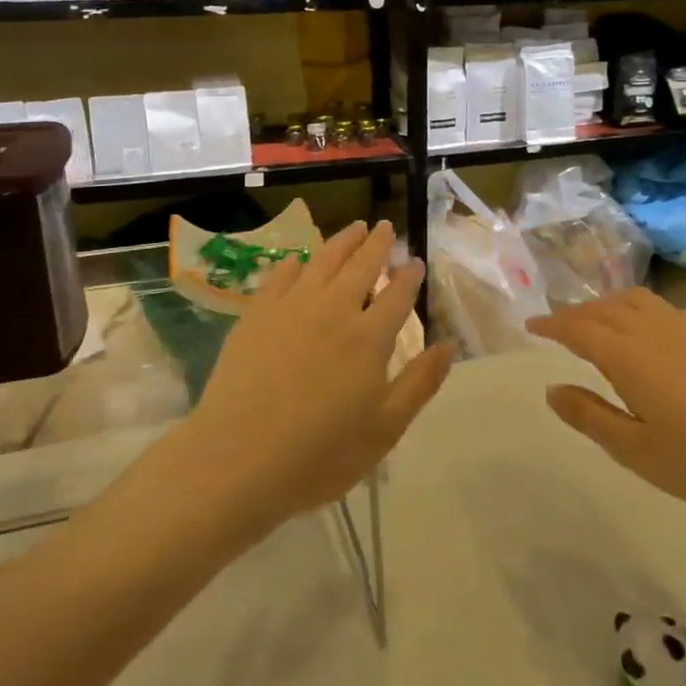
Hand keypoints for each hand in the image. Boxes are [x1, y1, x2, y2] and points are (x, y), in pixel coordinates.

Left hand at [190, 220, 451, 527]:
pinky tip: (298, 261)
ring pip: (322, 261)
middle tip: (385, 226)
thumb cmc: (320, 454)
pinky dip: (294, 263)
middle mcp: (333, 310)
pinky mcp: (256, 315)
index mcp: (369, 338)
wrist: (238, 460)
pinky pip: (279, 276)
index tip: (415, 262)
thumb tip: (448, 345)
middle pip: (361, 266)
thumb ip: (420, 383)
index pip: (397, 295)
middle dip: (377, 244)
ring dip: (342, 241)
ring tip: (354, 228)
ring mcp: (291, 308)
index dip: (409, 276)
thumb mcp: (385, 429)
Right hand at [529, 288, 685, 518]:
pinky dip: (636, 308)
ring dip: (606, 305)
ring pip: (634, 300)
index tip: (530, 326)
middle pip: (603, 308)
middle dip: (575, 314)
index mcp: (627, 356)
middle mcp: (652, 330)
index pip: (577, 328)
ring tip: (596, 323)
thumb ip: (589, 416)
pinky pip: (661, 307)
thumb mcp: (635, 451)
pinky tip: (645, 332)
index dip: (551, 324)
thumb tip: (550, 389)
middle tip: (557, 328)